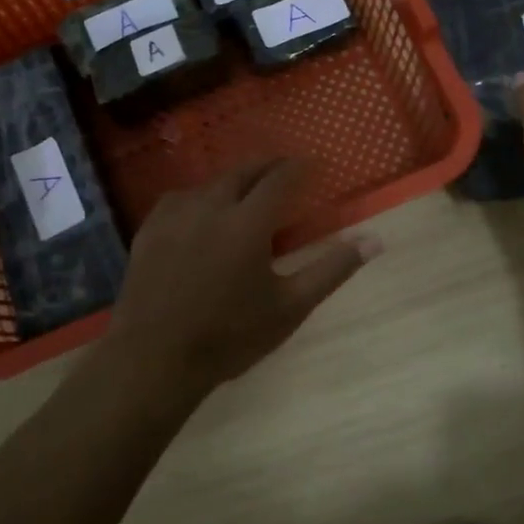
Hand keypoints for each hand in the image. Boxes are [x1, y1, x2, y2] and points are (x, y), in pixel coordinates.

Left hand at [101, 160, 379, 406]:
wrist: (153, 360)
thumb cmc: (229, 336)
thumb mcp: (290, 307)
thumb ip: (332, 269)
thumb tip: (374, 240)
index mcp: (248, 222)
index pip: (280, 178)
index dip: (300, 167)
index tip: (314, 164)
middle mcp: (210, 206)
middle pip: (244, 171)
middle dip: (268, 166)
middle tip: (285, 170)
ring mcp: (174, 215)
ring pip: (211, 183)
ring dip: (234, 181)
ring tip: (247, 191)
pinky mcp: (149, 229)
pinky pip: (180, 198)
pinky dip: (200, 197)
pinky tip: (202, 212)